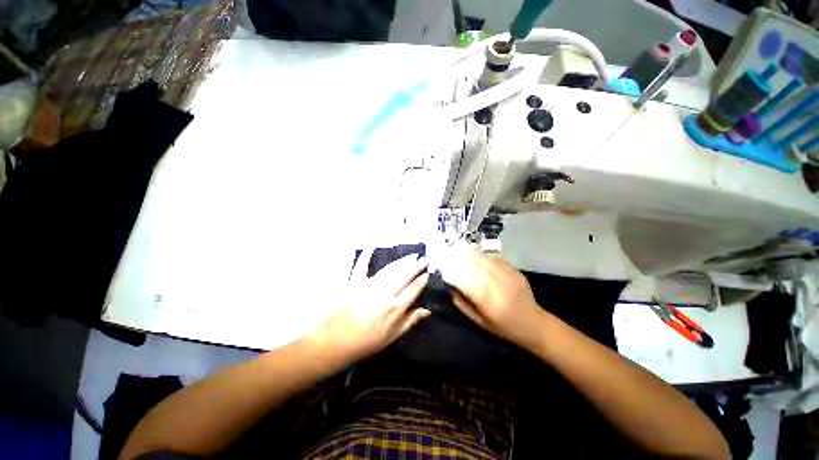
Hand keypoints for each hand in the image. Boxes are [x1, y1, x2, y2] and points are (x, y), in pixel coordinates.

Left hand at [311, 250, 430, 362]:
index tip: (427, 273)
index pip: (413, 290)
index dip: (421, 281)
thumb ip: (410, 322)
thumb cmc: (365, 342)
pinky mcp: (354, 282)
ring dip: (401, 262)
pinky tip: (372, 246)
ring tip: (411, 256)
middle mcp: (384, 294)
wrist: (334, 342)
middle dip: (415, 266)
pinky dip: (366, 256)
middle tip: (424, 259)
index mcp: (394, 308)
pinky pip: (361, 266)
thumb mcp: (391, 337)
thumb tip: (427, 311)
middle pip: (404, 276)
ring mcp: (369, 286)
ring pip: (390, 270)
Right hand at [440, 245, 546, 350]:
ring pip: (482, 258)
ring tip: (458, 252)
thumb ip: (462, 303)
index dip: (451, 274)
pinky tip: (475, 256)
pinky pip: (493, 258)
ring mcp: (506, 273)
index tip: (443, 272)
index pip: (463, 280)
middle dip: (457, 260)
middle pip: (472, 265)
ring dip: (468, 255)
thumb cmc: (503, 327)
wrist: (533, 323)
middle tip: (447, 257)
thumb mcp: (479, 321)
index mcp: (487, 300)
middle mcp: (496, 283)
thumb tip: (450, 286)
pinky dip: (481, 256)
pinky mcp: (513, 269)